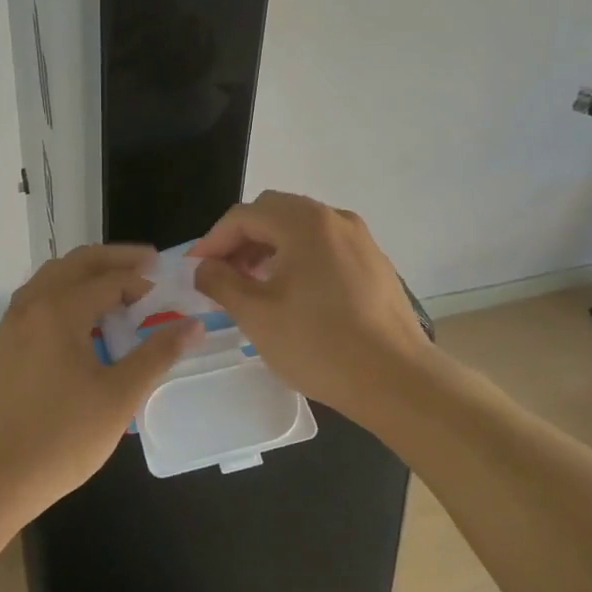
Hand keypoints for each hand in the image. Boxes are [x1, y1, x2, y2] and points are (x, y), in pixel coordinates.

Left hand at [0, 244, 198, 521]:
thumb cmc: (60, 439)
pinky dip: (64, 294)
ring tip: (116, 290)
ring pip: (51, 278)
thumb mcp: (119, 397)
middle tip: (147, 266)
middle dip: (114, 259)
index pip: (110, 278)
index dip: (143, 280)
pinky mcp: (0, 348)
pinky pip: (36, 301)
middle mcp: (31, 306)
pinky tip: (80, 323)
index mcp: (59, 310)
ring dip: (86, 274)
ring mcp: (10, 326)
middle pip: (76, 263)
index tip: (168, 289)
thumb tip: (194, 325)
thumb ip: (157, 354)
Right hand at [190, 191, 436, 424]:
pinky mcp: (374, 263)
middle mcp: (335, 219)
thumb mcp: (257, 315)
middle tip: (222, 274)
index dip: (213, 240)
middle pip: (275, 213)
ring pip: (302, 229)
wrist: (396, 379)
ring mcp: (360, 239)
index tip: (195, 269)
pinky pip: (325, 247)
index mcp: (305, 222)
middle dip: (242, 240)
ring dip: (270, 248)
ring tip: (252, 285)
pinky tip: (293, 294)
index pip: (245, 216)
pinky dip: (299, 258)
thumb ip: (221, 282)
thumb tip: (203, 267)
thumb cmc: (319, 344)